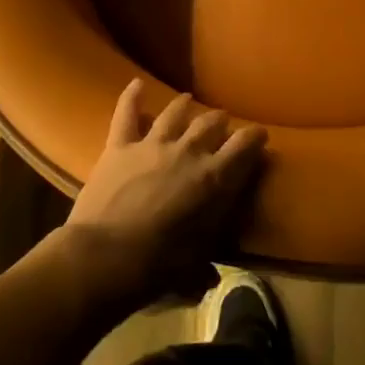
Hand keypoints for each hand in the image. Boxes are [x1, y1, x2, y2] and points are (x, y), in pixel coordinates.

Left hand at [60, 80, 267, 310]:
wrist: (104, 257)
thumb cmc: (157, 266)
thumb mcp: (193, 268)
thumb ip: (205, 267)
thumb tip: (212, 281)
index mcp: (214, 179)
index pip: (245, 146)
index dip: (255, 138)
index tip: (260, 136)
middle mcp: (189, 152)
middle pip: (211, 123)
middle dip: (220, 122)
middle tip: (222, 125)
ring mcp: (153, 144)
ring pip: (175, 113)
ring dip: (185, 105)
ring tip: (189, 101)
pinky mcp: (120, 146)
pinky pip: (126, 114)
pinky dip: (132, 97)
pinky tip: (136, 84)